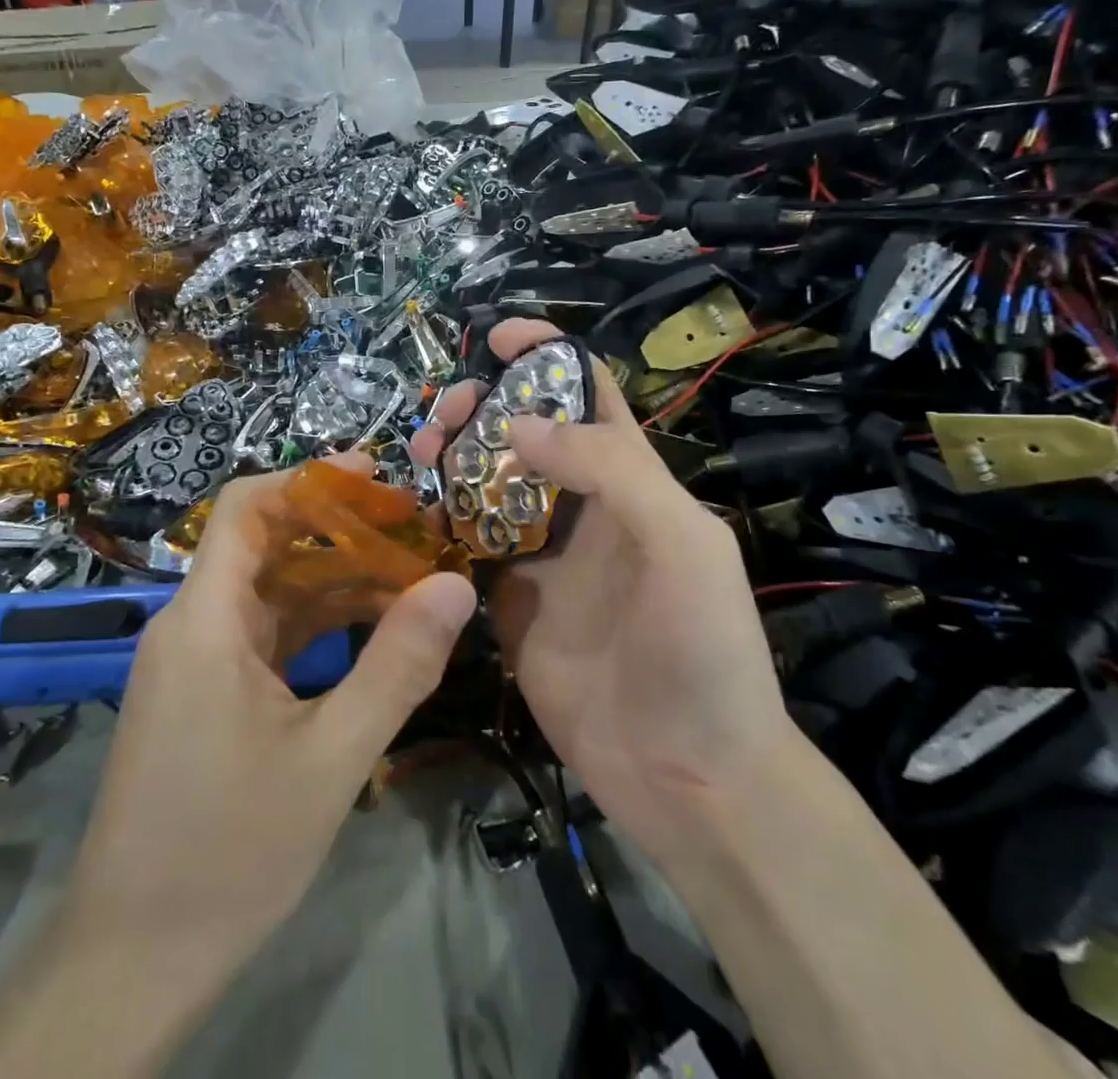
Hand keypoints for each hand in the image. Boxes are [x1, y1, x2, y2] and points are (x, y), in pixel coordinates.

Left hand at [62, 456, 476, 1070]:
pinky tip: (369, 632)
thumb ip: (398, 666)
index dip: (308, 479)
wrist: (132, 959)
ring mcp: (195, 660)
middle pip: (266, 545)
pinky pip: (264, 634)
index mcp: (206, 620)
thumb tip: (456, 586)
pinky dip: (315, 624)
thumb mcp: (332, 757)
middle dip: (339, 531)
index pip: (245, 507)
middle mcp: (192, 624)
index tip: (375, 478)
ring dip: (335, 581)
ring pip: (270, 592)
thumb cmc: (229, 850)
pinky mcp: (204, 692)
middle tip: (414, 533)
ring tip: (409, 579)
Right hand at [412, 319, 793, 867]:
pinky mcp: (508, 603)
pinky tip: (415, 516)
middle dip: (482, 408)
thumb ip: (609, 471)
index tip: (497, 339)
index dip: (546, 356)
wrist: (691, 777)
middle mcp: (581, 507)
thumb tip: (519, 425)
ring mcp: (541, 556)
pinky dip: (438, 522)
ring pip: (486, 483)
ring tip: (420, 457)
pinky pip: (467, 546)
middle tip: (444, 418)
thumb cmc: (702, 649)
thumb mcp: (680, 543)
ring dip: (451, 458)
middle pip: (522, 432)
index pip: (587, 394)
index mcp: (630, 480)